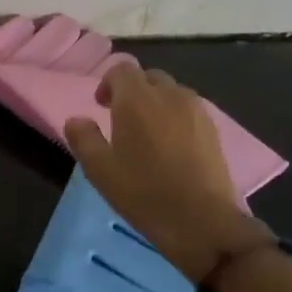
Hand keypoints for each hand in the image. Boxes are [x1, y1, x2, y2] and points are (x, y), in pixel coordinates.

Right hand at [65, 65, 273, 283]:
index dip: (108, 83)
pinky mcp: (214, 130)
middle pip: (149, 78)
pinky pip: (190, 110)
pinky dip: (176, 118)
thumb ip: (83, 138)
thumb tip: (77, 120)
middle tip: (122, 119)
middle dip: (134, 91)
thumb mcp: (99, 169)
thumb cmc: (143, 193)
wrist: (202, 222)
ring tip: (148, 133)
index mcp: (137, 99)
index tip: (101, 106)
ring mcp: (196, 111)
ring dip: (157, 103)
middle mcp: (169, 95)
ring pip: (172, 92)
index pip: (122, 69)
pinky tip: (172, 147)